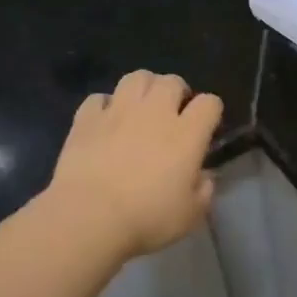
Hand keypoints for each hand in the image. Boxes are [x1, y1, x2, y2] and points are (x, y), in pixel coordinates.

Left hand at [45, 71, 223, 259]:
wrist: (88, 216)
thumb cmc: (146, 218)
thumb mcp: (189, 215)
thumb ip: (203, 191)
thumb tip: (204, 177)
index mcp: (186, 134)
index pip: (209, 103)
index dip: (210, 111)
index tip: (206, 127)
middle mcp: (155, 112)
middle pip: (172, 81)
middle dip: (177, 92)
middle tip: (172, 113)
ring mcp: (118, 111)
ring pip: (136, 78)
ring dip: (144, 88)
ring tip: (141, 108)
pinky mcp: (86, 119)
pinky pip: (98, 98)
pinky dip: (104, 106)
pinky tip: (105, 122)